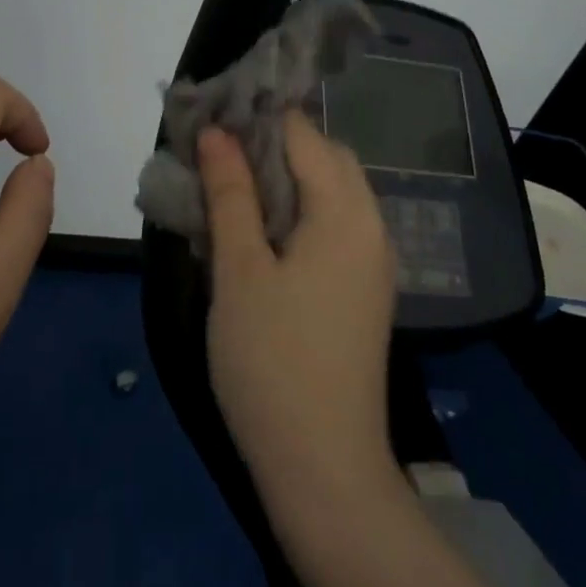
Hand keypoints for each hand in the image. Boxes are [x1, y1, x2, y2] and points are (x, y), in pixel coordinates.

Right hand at [199, 113, 400, 516]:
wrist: (324, 469)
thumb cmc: (272, 361)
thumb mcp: (239, 271)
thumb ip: (230, 194)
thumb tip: (217, 132)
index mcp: (345, 213)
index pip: (304, 135)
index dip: (258, 118)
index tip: (212, 117)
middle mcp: (371, 226)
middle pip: (326, 158)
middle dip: (273, 145)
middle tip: (218, 155)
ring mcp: (373, 261)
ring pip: (331, 192)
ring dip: (285, 179)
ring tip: (231, 189)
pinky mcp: (363, 290)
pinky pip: (334, 226)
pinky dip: (299, 211)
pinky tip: (260, 232)